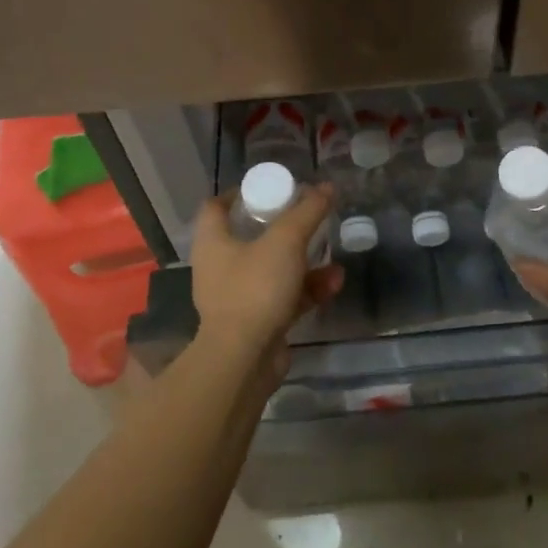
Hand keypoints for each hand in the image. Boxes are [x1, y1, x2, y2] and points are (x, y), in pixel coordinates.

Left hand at [189, 183, 341, 378]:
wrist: (243, 361)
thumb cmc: (255, 288)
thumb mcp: (286, 241)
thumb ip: (308, 211)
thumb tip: (327, 186)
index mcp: (213, 242)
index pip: (216, 206)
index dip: (240, 193)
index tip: (269, 188)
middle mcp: (220, 267)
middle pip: (248, 237)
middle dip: (281, 228)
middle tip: (305, 217)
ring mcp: (237, 297)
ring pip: (272, 268)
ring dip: (303, 260)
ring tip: (331, 252)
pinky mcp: (257, 322)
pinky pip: (284, 297)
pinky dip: (307, 289)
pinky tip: (334, 283)